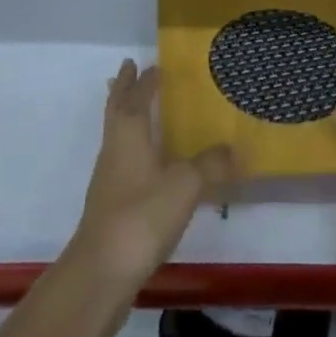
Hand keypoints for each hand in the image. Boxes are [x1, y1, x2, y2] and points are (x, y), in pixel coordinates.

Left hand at [70, 60, 236, 292]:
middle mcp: (115, 148)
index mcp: (129, 132)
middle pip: (117, 109)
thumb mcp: (185, 185)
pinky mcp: (109, 205)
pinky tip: (148, 163)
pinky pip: (122, 160)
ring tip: (140, 109)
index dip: (145, 79)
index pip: (136, 95)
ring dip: (126, 116)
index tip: (152, 63)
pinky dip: (133, 148)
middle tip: (130, 69)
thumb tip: (234, 149)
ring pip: (116, 134)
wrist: (101, 273)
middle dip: (124, 88)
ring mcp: (108, 178)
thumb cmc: (142, 215)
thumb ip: (210, 164)